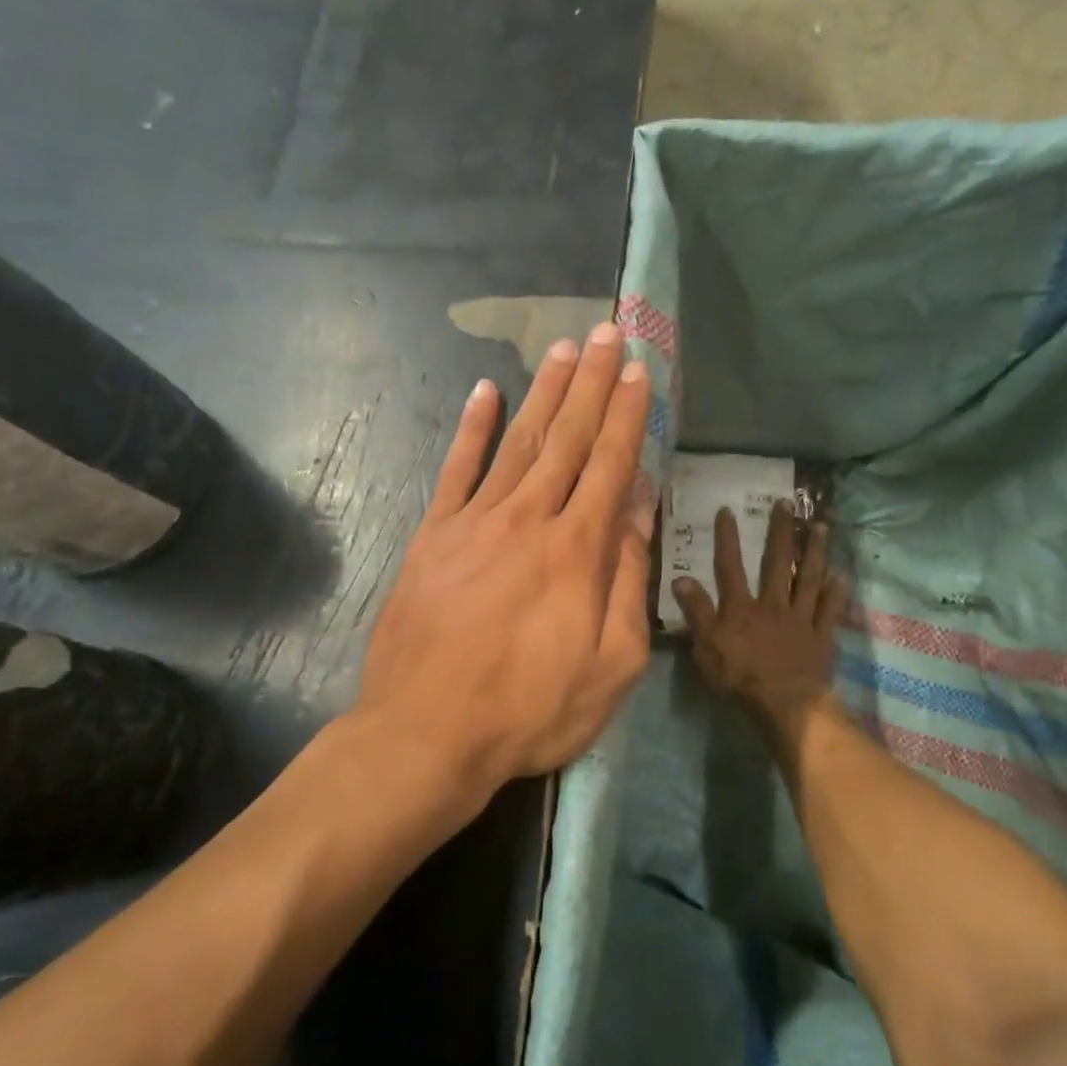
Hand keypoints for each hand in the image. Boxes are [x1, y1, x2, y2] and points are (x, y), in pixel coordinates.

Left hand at [357, 323, 654, 800]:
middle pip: (567, 438)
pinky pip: (455, 470)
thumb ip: (627, 579)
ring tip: (563, 349)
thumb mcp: (611, 664)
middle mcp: (529, 519)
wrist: (427, 733)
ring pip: (518, 442)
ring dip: (544, 392)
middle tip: (606, 332)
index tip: (639, 371)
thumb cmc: (530, 710)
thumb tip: (637, 509)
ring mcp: (474, 522)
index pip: (610, 464)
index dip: (627, 415)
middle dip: (591, 382)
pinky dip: (471, 429)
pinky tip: (485, 391)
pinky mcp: (432, 536)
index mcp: (577, 549)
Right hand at [673, 501, 844, 740]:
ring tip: (821, 527)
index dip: (727, 539)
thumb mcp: (706, 647)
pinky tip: (842, 575)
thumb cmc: (740, 678)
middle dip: (781, 532)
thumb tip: (681, 578)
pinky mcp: (821, 636)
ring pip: (808, 578)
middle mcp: (773, 604)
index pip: (730, 567)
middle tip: (788, 504)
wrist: (786, 704)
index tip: (728, 510)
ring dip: (815, 551)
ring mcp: (801, 618)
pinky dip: (836, 592)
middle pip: (776, 563)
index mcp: (742, 607)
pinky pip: (830, 609)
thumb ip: (696, 612)